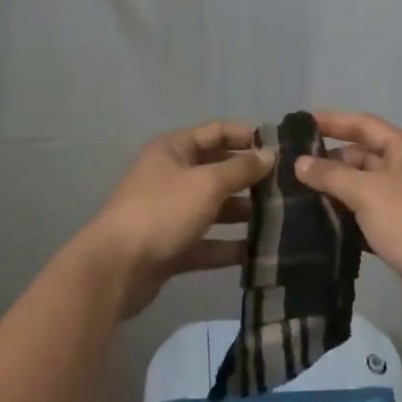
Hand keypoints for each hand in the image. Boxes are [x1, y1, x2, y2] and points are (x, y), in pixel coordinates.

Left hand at [77, 120, 272, 319]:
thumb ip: (241, 169)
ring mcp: (170, 212)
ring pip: (214, 207)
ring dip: (243, 212)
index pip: (218, 131)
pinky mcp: (171, 246)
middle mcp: (172, 175)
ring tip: (279, 219)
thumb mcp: (207, 183)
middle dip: (250, 177)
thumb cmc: (162, 212)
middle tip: (286, 187)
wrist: (115, 269)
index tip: (282, 148)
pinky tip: (256, 253)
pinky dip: (227, 246)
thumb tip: (269, 154)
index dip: (248, 136)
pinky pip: (206, 241)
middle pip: (218, 169)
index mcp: (175, 149)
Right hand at [295, 111, 401, 328]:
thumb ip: (331, 175)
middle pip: (363, 155)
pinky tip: (321, 222)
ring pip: (364, 186)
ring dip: (337, 189)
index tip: (300, 124)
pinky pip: (369, 212)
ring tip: (298, 194)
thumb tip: (299, 163)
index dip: (332, 121)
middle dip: (330, 160)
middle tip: (292, 168)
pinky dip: (348, 214)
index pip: (363, 124)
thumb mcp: (367, 193)